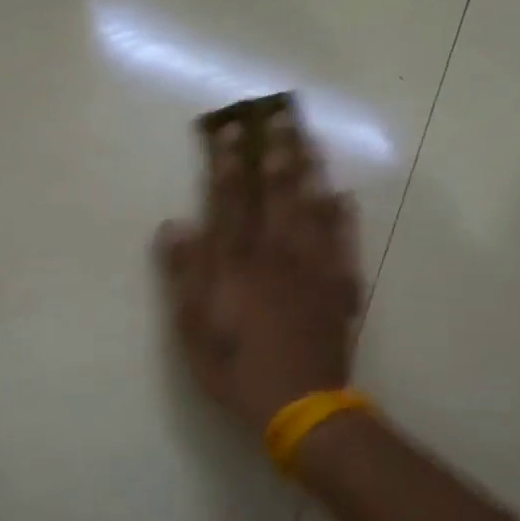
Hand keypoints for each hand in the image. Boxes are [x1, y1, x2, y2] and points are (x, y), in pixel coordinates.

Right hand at [156, 113, 361, 435]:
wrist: (300, 406)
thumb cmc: (236, 370)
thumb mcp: (193, 328)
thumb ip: (185, 274)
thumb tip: (175, 224)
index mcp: (236, 262)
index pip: (229, 200)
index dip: (227, 162)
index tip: (229, 128)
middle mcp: (276, 254)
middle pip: (275, 192)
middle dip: (274, 150)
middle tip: (278, 114)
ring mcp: (313, 268)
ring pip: (311, 207)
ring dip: (308, 169)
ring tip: (307, 137)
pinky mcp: (340, 287)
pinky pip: (344, 243)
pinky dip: (343, 217)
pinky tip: (342, 196)